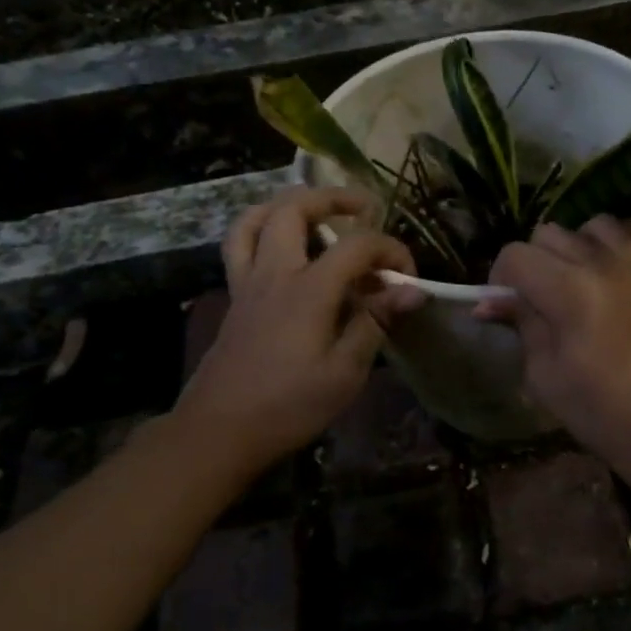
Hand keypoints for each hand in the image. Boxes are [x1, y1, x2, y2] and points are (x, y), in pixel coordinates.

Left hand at [180, 188, 420, 470]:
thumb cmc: (288, 407)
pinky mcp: (235, 298)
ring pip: (256, 218)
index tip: (408, 279)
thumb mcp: (344, 373)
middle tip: (364, 208)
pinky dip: (261, 228)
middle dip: (334, 198)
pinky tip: (281, 246)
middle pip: (296, 209)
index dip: (391, 251)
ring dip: (289, 204)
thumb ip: (375, 324)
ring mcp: (248, 282)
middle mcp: (275, 273)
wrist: (219, 431)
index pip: (357, 245)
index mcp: (309, 291)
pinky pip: (240, 244)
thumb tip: (411, 291)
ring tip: (317, 212)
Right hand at [477, 218, 630, 463]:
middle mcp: (604, 266)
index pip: (516, 255)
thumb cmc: (600, 412)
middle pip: (550, 233)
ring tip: (577, 279)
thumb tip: (489, 302)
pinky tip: (616, 264)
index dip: (500, 277)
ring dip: (577, 246)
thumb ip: (521, 325)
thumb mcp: (544, 375)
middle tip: (537, 300)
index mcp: (569, 292)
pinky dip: (625, 240)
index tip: (504, 305)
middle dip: (533, 262)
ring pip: (594, 225)